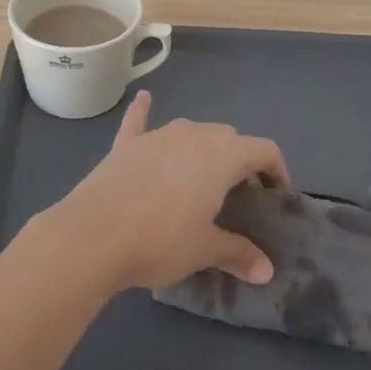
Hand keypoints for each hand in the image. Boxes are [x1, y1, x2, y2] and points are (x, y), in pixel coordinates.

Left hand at [42, 90, 285, 293]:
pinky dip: (144, 111)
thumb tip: (266, 271)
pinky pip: (139, 120)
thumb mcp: (204, 249)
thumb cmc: (160, 240)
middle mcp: (192, 134)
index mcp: (221, 155)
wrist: (92, 235)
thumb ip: (238, 253)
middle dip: (240, 161)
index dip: (277, 171)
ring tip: (203, 178)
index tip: (276, 198)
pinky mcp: (125, 144)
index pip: (264, 149)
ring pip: (191, 131)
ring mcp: (156, 135)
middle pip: (228, 137)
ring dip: (203, 148)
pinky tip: (144, 98)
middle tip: (239, 197)